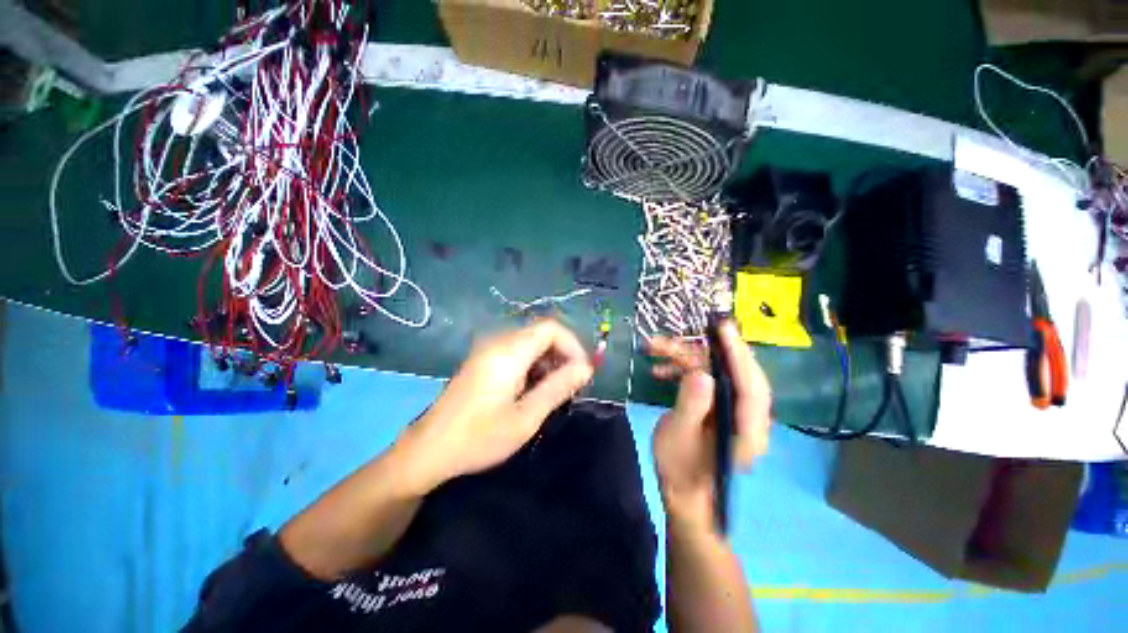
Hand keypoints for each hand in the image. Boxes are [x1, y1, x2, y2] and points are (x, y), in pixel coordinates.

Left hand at [404, 319, 593, 489]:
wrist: (428, 449)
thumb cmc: (479, 437)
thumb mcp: (526, 417)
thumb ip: (558, 387)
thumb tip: (586, 368)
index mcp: (509, 351)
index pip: (551, 328)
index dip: (572, 345)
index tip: (581, 373)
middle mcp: (498, 342)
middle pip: (541, 333)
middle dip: (562, 354)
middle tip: (570, 385)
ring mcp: (487, 349)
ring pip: (530, 342)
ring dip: (548, 360)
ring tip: (553, 391)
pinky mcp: (482, 360)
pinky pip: (516, 351)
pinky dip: (532, 364)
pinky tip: (532, 390)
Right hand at [649, 321, 771, 529]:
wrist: (684, 491)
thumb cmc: (681, 469)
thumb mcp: (679, 438)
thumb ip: (691, 406)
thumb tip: (701, 373)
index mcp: (748, 429)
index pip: (751, 386)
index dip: (738, 354)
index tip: (723, 328)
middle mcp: (748, 416)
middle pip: (734, 371)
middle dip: (701, 350)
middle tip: (674, 336)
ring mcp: (734, 409)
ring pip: (715, 370)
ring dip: (685, 357)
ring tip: (655, 349)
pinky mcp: (719, 405)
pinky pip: (705, 378)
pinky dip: (683, 368)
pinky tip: (660, 369)